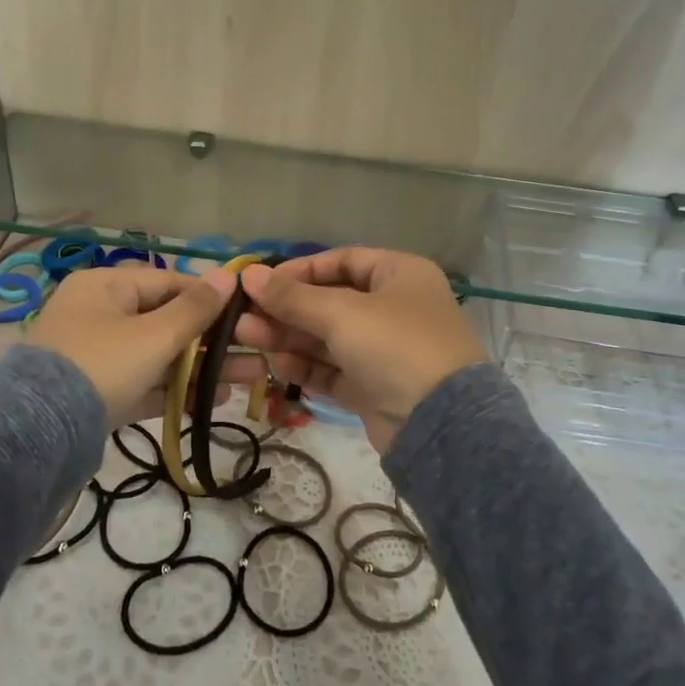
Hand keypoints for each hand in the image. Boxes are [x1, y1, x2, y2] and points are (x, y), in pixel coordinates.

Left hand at [24, 266, 261, 427]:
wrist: (38, 435)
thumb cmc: (101, 365)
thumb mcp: (153, 336)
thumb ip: (195, 309)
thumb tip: (229, 275)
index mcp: (105, 287)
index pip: (168, 283)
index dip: (209, 297)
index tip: (246, 311)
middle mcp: (100, 315)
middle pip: (167, 321)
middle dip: (213, 339)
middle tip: (257, 350)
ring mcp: (99, 357)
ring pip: (161, 356)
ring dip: (203, 367)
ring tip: (250, 377)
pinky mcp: (101, 393)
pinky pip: (146, 383)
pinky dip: (177, 390)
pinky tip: (216, 399)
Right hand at [234, 248, 487, 452]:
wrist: (442, 425)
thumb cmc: (395, 346)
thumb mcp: (342, 313)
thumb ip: (292, 297)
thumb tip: (248, 274)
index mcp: (400, 274)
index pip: (342, 260)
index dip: (300, 270)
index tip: (262, 282)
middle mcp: (394, 307)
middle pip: (330, 300)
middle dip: (286, 309)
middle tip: (243, 315)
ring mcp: (385, 350)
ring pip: (328, 337)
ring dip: (289, 337)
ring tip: (246, 337)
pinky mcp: (375, 386)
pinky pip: (334, 369)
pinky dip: (306, 366)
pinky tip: (276, 364)